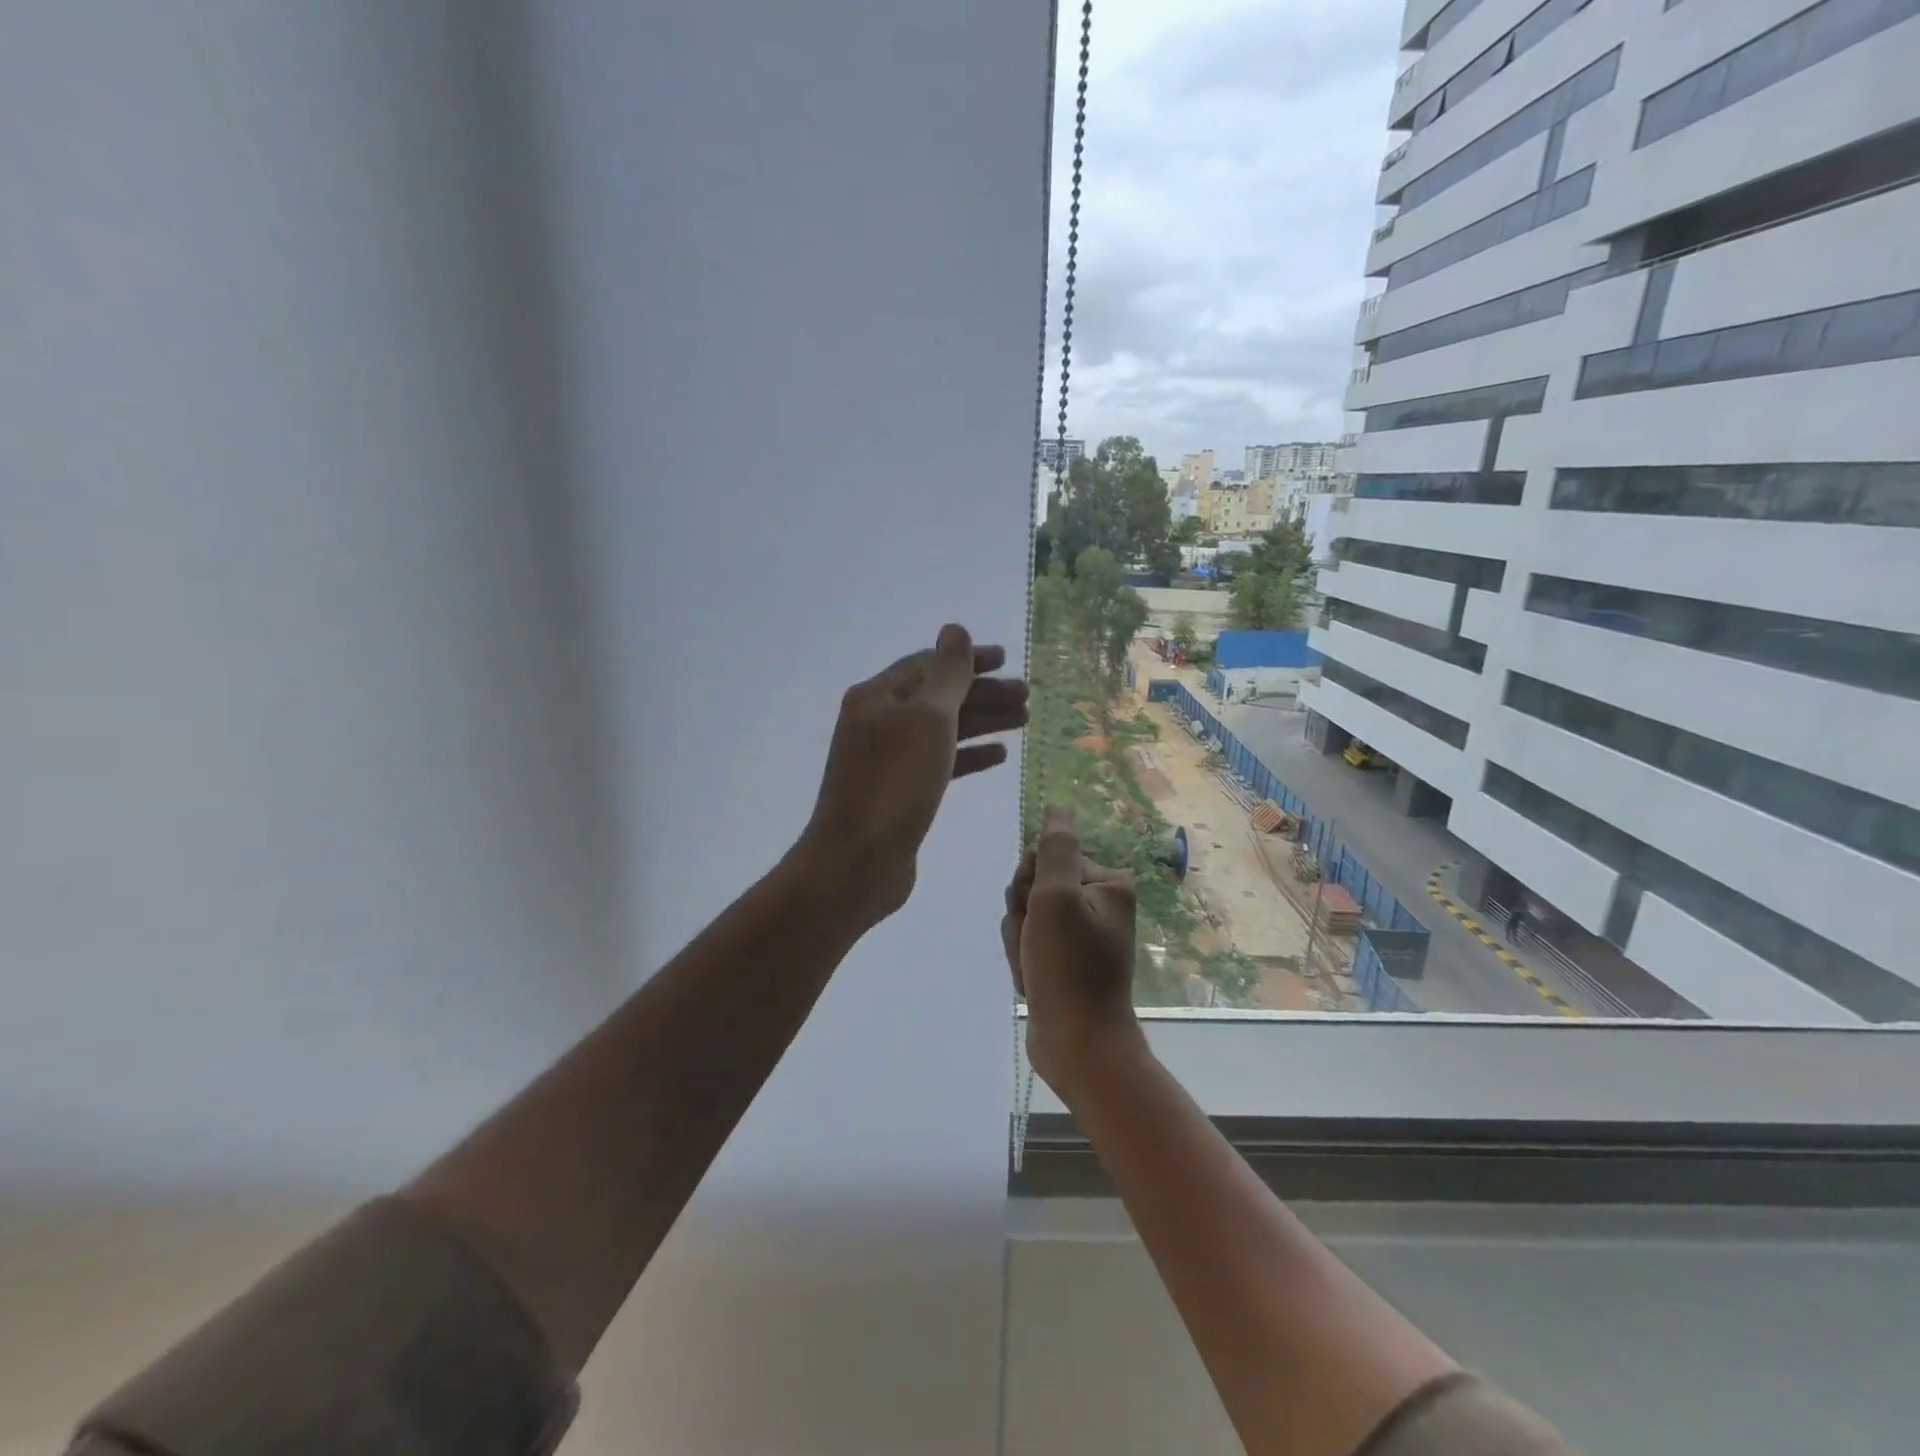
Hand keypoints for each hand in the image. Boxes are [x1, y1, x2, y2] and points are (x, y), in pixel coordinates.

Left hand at [799, 624, 1027, 924]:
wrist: (857, 861)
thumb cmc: (895, 783)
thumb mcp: (927, 719)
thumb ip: (948, 673)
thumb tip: (955, 629)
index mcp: (879, 696)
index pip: (929, 664)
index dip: (969, 659)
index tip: (1008, 660)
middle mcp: (880, 721)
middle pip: (939, 697)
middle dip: (984, 693)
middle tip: (1026, 696)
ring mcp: (889, 759)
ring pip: (943, 730)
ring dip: (983, 722)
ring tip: (1025, 721)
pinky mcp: (901, 791)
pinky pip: (940, 762)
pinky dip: (969, 755)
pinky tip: (998, 756)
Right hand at [1001, 806, 1144, 1090]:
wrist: (1078, 1044)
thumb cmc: (1068, 967)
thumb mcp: (1056, 898)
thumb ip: (1054, 849)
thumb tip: (1058, 806)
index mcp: (1107, 883)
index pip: (1046, 858)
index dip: (1030, 885)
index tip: (1037, 913)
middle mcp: (1099, 904)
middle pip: (1035, 887)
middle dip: (1022, 916)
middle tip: (1034, 946)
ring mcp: (1083, 934)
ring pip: (1027, 917)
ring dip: (1019, 941)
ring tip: (1032, 968)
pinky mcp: (1067, 961)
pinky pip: (1030, 943)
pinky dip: (1023, 960)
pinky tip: (1031, 981)